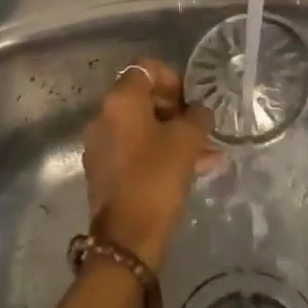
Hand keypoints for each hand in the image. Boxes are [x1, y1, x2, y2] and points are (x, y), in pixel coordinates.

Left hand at [81, 61, 219, 272]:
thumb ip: (197, 117)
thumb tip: (200, 110)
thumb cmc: (156, 179)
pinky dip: (160, 153)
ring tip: (207, 154)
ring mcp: (101, 145)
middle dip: (176, 110)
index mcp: (119, 101)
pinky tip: (191, 171)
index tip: (192, 102)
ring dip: (173, 135)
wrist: (126, 239)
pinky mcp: (104, 171)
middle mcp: (103, 117)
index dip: (174, 79)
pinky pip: (135, 150)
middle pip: (143, 98)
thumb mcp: (186, 142)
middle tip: (201, 129)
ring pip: (142, 128)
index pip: (146, 68)